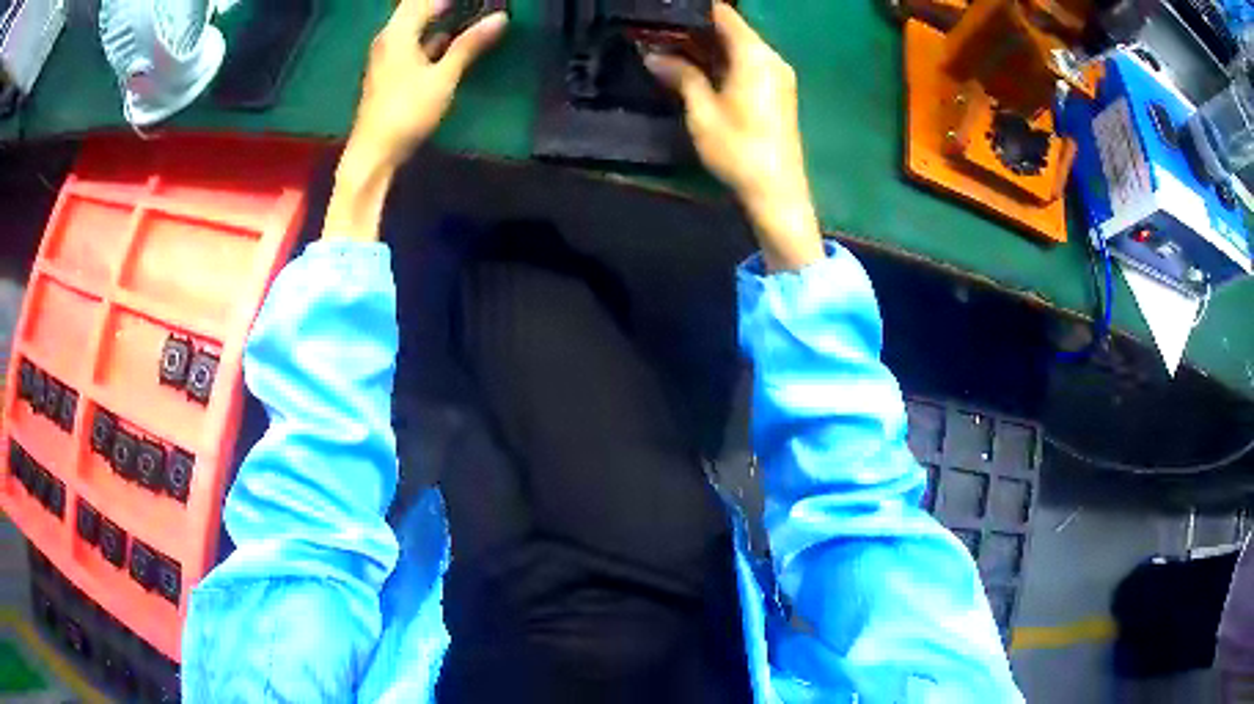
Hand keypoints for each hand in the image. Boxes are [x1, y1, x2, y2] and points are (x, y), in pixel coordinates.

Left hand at [348, 0, 507, 169]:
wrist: (374, 153)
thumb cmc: (407, 112)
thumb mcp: (443, 77)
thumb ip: (470, 45)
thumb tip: (500, 18)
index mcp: (397, 33)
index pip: (422, 0)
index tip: (476, 0)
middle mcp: (388, 39)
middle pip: (417, 10)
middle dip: (444, 5)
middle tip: (476, 6)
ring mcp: (386, 56)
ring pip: (415, 27)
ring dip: (439, 20)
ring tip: (470, 17)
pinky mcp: (389, 73)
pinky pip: (412, 44)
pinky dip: (431, 39)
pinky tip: (450, 44)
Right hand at [646, 5, 823, 271]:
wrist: (777, 191)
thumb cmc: (738, 149)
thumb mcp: (702, 111)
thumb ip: (681, 76)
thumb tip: (653, 56)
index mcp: (755, 56)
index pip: (724, 15)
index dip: (695, 11)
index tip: (666, 14)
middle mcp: (771, 58)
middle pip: (733, 30)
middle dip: (697, 29)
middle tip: (660, 34)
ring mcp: (779, 76)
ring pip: (741, 47)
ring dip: (709, 46)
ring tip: (672, 50)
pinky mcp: (779, 92)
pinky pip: (749, 64)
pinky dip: (724, 61)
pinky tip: (699, 70)